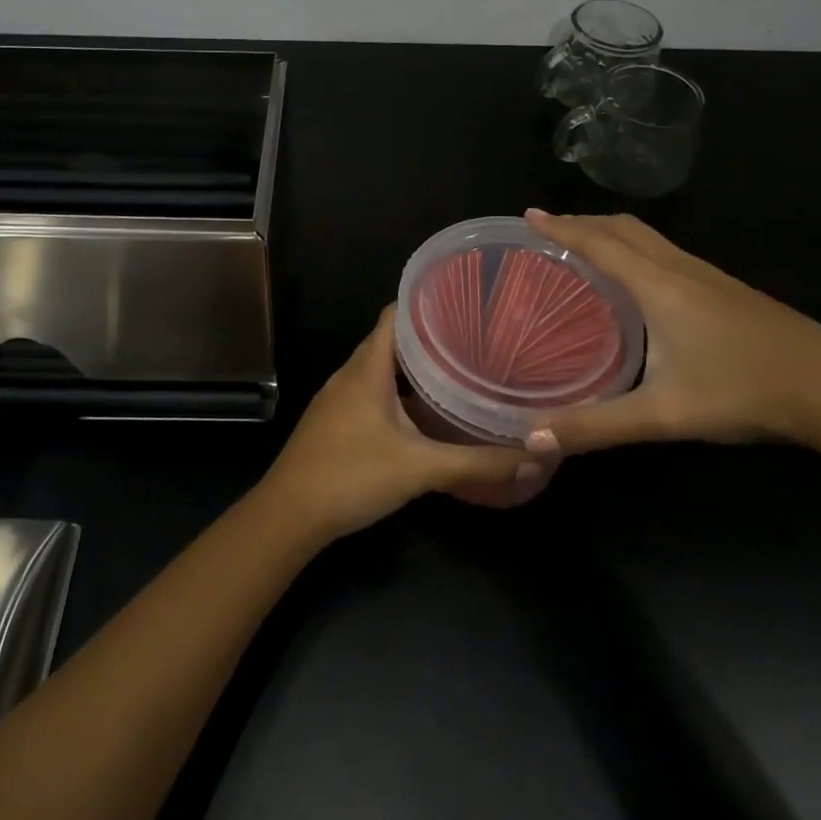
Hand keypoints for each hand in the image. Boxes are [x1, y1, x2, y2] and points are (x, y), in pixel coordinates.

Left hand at [259, 307, 536, 539]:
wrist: (288, 515)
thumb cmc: (351, 476)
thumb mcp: (420, 468)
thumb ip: (476, 463)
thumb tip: (532, 455)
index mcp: (367, 368)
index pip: (394, 315)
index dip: (426, 304)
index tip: (464, 304)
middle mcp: (350, 374)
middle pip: (390, 340)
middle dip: (428, 338)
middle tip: (472, 340)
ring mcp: (338, 398)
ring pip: (380, 369)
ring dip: (413, 368)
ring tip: (455, 371)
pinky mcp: (335, 421)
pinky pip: (370, 392)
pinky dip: (397, 392)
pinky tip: (422, 413)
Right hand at [522, 210, 820, 454]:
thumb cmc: (744, 391)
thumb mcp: (664, 414)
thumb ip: (598, 427)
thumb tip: (534, 438)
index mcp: (658, 286)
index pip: (599, 243)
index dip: (562, 227)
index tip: (529, 215)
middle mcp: (681, 269)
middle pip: (625, 228)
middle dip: (584, 221)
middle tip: (550, 228)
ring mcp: (709, 276)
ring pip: (650, 238)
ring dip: (612, 232)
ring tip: (586, 245)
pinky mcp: (728, 290)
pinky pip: (668, 252)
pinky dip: (638, 249)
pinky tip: (641, 279)